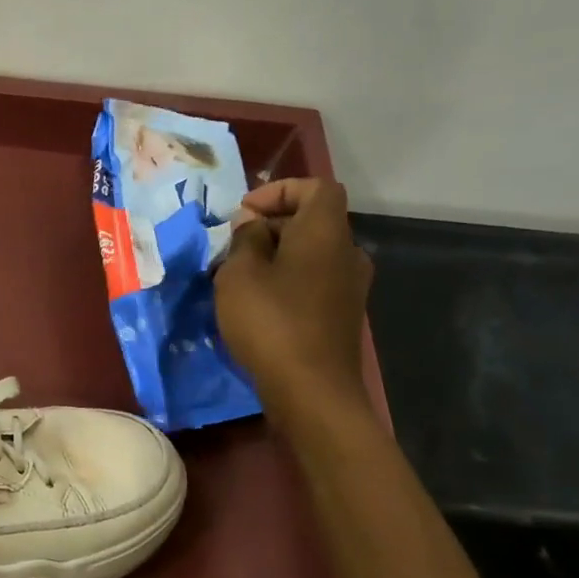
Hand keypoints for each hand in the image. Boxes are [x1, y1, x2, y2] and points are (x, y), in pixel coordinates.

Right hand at [214, 177, 373, 424]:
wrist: (311, 390)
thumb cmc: (271, 322)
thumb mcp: (239, 274)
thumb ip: (244, 239)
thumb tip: (251, 225)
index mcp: (326, 232)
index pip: (316, 188)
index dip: (279, 191)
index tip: (243, 214)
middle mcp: (347, 253)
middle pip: (311, 222)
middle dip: (269, 227)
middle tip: (230, 249)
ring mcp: (349, 287)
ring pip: (309, 255)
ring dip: (274, 258)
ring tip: (236, 279)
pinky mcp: (341, 316)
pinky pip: (311, 282)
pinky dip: (285, 282)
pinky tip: (256, 306)